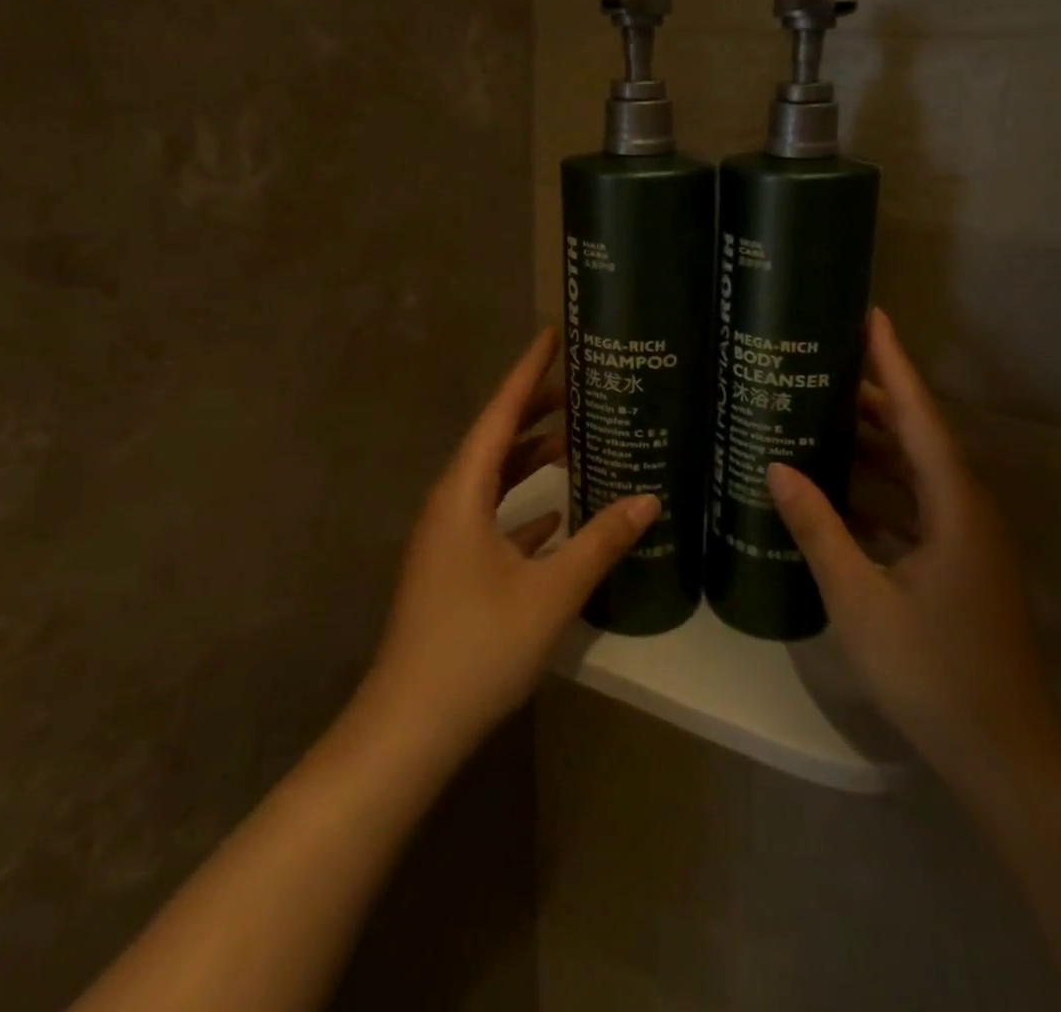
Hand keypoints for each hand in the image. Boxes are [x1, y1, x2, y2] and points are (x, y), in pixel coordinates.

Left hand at [363, 328, 659, 757]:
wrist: (411, 725)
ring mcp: (448, 538)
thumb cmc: (477, 646)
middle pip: (495, 440)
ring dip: (530, 459)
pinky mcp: (453, 567)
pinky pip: (492, 517)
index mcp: (463, 493)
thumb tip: (649, 499)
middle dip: (534, 410)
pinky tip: (557, 515)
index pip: (500, 414)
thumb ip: (601, 541)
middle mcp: (450, 504)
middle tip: (579, 386)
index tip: (551, 335)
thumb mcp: (550, 591)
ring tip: (574, 441)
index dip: (527, 372)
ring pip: (493, 479)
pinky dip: (523, 505)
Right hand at [766, 307, 1060, 780]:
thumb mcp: (860, 596)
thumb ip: (818, 528)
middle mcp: (967, 509)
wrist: (1003, 754)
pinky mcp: (957, 563)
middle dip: (874, 397)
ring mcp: (965, 539)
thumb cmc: (932, 671)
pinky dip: (877, 490)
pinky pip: (914, 506)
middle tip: (821, 366)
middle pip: (918, 436)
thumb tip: (777, 468)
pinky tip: (836, 489)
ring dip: (873, 444)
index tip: (871, 316)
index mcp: (956, 505)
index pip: (919, 415)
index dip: (894, 363)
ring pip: (916, 472)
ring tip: (820, 414)